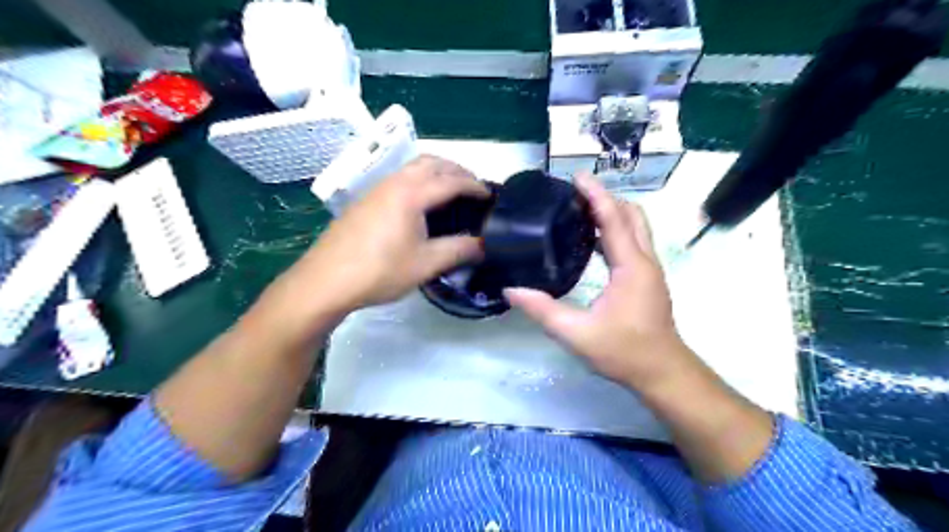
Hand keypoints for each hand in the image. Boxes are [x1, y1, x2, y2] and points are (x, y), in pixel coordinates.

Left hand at [290, 155, 488, 317]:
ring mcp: (376, 189)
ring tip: (451, 193)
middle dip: (457, 170)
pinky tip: (421, 205)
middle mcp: (394, 182)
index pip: (452, 180)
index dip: (475, 186)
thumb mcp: (426, 263)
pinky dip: (420, 180)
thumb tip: (485, 245)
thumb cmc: (380, 271)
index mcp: (412, 193)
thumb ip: (460, 250)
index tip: (492, 195)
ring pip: (413, 167)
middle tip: (473, 188)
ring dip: (437, 172)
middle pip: (432, 162)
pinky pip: (400, 178)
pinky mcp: (365, 200)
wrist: (325, 281)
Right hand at [503, 175, 694, 390]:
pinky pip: (633, 242)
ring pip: (636, 227)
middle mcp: (645, 261)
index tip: (577, 177)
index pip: (614, 219)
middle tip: (576, 193)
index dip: (596, 195)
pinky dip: (615, 231)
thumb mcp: (576, 334)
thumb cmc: (624, 352)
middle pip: (631, 214)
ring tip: (581, 210)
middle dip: (606, 198)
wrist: (662, 372)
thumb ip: (543, 310)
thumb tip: (511, 291)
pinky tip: (592, 241)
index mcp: (630, 267)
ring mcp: (649, 269)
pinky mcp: (647, 279)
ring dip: (613, 212)